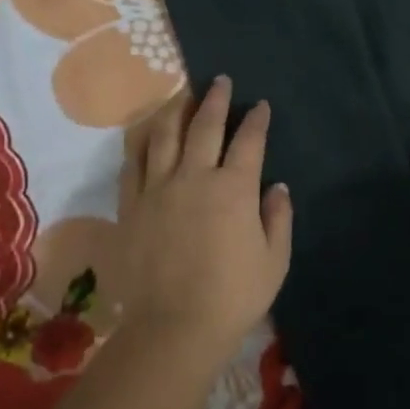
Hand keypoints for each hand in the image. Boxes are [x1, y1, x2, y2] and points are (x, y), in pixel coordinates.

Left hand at [114, 77, 292, 357]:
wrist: (174, 327)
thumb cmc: (234, 296)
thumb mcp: (274, 260)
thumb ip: (277, 218)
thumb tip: (276, 188)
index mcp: (234, 189)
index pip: (249, 141)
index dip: (256, 120)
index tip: (260, 106)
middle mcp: (194, 177)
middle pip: (205, 126)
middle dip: (215, 99)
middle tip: (220, 81)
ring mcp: (158, 189)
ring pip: (164, 136)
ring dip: (176, 109)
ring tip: (182, 94)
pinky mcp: (131, 206)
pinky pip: (134, 164)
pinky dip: (142, 143)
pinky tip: (147, 134)